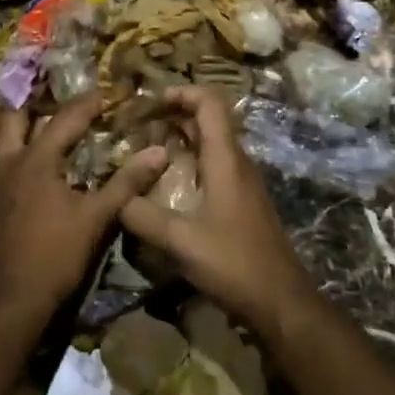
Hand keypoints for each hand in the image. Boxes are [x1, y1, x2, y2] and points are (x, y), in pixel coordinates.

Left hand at [0, 94, 167, 328]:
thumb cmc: (57, 257)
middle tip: (35, 87)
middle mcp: (4, 164)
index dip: (86, 103)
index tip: (102, 93)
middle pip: (9, 118)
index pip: (66, 120)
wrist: (13, 301)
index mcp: (38, 161)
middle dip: (24, 99)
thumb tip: (159, 152)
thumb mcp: (98, 218)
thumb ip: (127, 183)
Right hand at [118, 87, 318, 341]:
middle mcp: (237, 163)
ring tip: (145, 153)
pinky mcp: (242, 203)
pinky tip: (167, 186)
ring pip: (210, 145)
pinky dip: (190, 164)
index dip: (182, 92)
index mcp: (226, 159)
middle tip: (138, 127)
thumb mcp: (180, 241)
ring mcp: (243, 183)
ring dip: (180, 141)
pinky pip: (214, 168)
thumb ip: (142, 216)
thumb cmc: (233, 263)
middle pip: (208, 121)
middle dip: (173, 116)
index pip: (210, 103)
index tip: (150, 102)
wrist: (281, 301)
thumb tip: (114, 200)